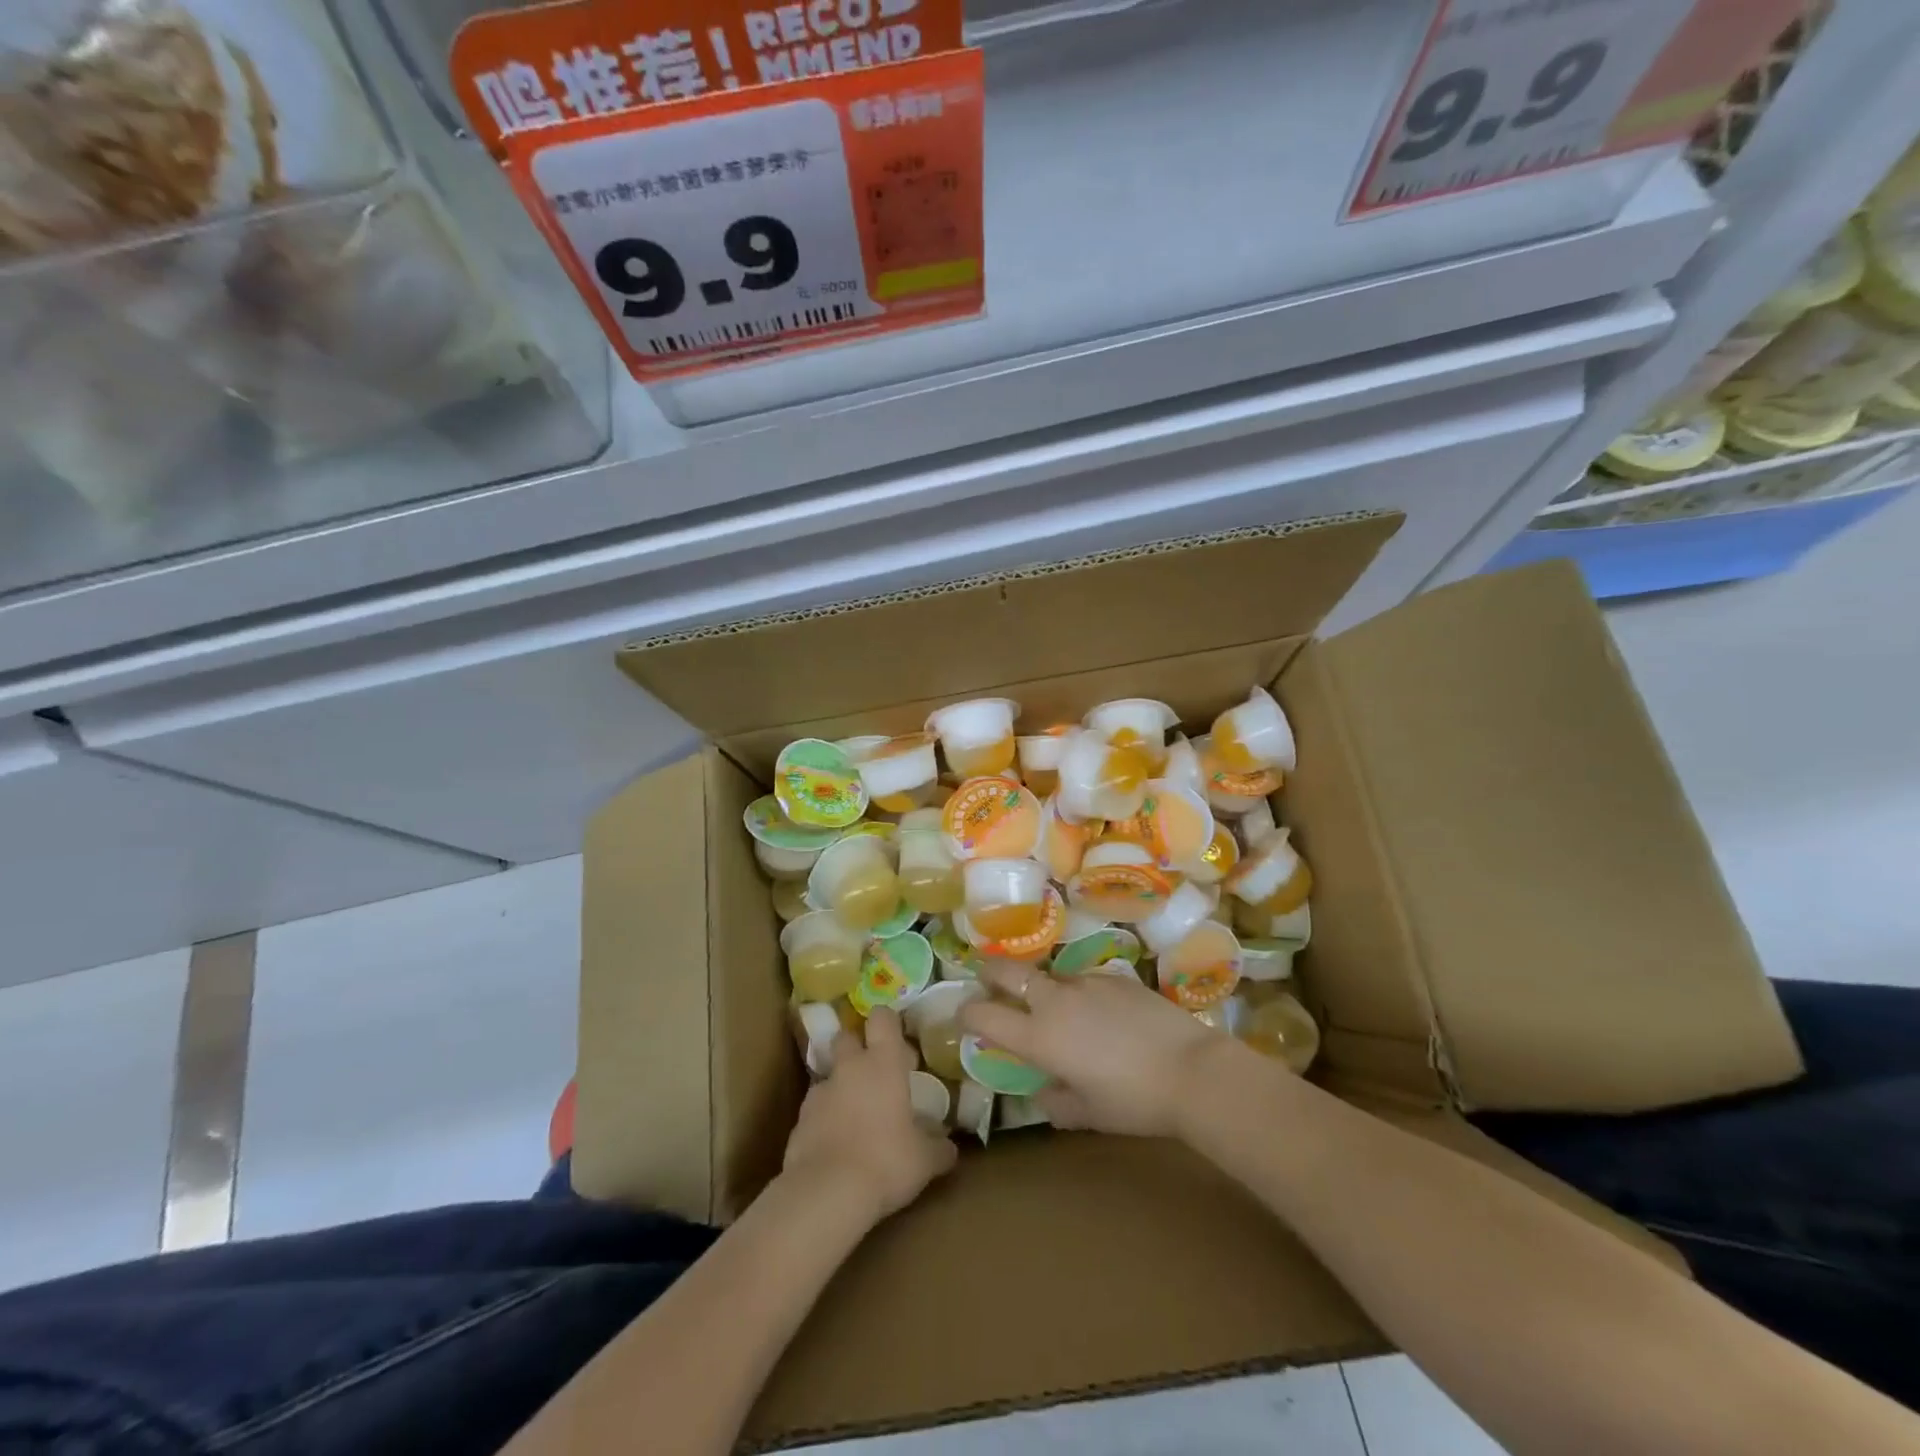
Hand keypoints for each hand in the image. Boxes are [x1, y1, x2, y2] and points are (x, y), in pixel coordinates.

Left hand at [781, 1007, 957, 1223]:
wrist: (826, 1193)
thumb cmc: (886, 1162)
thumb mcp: (924, 1160)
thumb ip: (938, 1147)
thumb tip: (950, 1147)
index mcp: (883, 1063)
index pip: (882, 1018)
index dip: (888, 1022)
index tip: (897, 1039)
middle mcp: (850, 1067)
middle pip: (846, 1036)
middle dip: (856, 1048)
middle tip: (874, 1073)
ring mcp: (820, 1091)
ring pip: (829, 1074)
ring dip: (841, 1086)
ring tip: (856, 1116)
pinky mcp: (799, 1119)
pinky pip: (815, 1108)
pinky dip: (824, 1118)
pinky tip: (836, 1144)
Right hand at [956, 962, 1229, 1137]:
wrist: (1191, 1070)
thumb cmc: (1133, 1101)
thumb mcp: (1088, 1113)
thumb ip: (1056, 1101)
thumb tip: (1043, 1091)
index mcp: (1039, 1037)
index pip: (985, 1015)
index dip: (968, 1013)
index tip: (964, 1015)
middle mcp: (1055, 1001)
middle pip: (1008, 972)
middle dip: (990, 971)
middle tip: (986, 976)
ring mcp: (1086, 982)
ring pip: (1052, 977)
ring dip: (1045, 988)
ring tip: (1060, 1008)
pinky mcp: (1115, 976)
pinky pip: (1087, 982)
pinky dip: (1083, 995)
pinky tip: (1105, 1016)